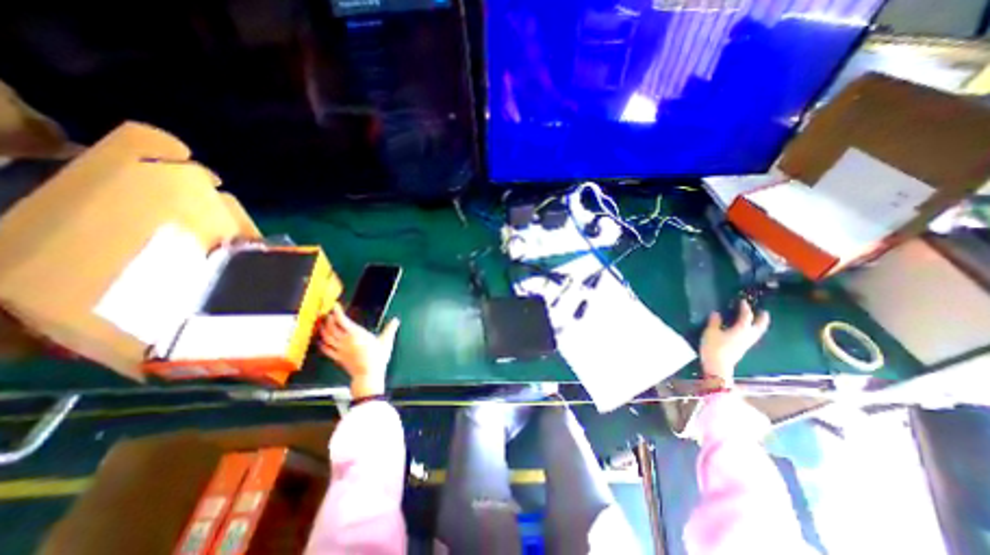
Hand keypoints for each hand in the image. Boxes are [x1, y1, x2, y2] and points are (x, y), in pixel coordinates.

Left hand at [319, 304, 399, 398]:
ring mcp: (340, 349)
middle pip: (331, 327)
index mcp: (356, 334)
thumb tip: (395, 321)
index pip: (342, 320)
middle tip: (330, 314)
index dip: (337, 311)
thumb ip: (390, 329)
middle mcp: (345, 340)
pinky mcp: (338, 358)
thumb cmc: (377, 358)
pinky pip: (326, 350)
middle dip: (329, 319)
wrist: (369, 374)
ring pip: (327, 337)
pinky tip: (322, 342)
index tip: (336, 306)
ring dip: (323, 330)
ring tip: (323, 325)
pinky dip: (322, 344)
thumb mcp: (386, 341)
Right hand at [699, 301, 768, 387]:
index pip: (746, 315)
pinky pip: (752, 336)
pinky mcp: (743, 348)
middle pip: (759, 325)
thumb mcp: (710, 332)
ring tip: (758, 320)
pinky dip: (753, 330)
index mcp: (741, 329)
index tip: (742, 301)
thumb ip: (714, 322)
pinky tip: (747, 330)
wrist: (718, 366)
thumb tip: (716, 313)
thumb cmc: (714, 347)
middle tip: (763, 312)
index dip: (744, 307)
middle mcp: (748, 335)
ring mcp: (747, 343)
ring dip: (759, 325)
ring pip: (758, 332)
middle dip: (762, 318)